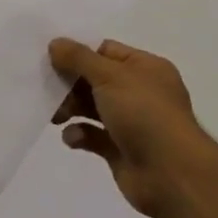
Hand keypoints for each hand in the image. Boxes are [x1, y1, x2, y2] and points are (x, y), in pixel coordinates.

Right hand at [48, 38, 217, 217]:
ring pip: (90, 107)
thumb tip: (55, 42)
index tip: (49, 58)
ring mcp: (131, 122)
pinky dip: (79, 135)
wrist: (171, 174)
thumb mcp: (109, 76)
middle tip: (46, 89)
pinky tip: (74, 138)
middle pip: (94, 79)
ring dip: (70, 109)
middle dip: (69, 84)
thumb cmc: (144, 114)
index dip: (78, 53)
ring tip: (55, 116)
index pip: (105, 51)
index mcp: (145, 68)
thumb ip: (78, 58)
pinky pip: (92, 135)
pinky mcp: (120, 149)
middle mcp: (140, 92)